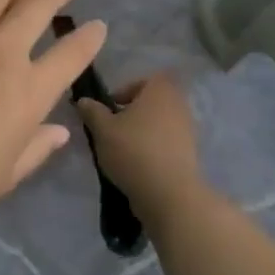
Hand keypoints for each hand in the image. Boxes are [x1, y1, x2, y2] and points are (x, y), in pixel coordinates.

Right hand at [78, 73, 206, 231]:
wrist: (170, 195)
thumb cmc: (134, 151)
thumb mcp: (102, 129)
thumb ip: (92, 111)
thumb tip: (83, 100)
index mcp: (160, 90)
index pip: (146, 79)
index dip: (127, 89)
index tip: (111, 107)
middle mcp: (179, 105)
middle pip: (152, 102)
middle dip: (133, 112)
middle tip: (113, 128)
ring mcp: (188, 131)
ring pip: (160, 123)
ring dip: (142, 132)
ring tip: (122, 150)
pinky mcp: (190, 155)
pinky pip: (167, 144)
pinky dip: (153, 150)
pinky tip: (137, 166)